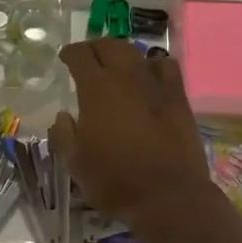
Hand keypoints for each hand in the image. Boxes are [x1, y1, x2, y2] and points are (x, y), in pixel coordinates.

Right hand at [50, 40, 214, 226]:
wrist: (168, 196)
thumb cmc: (115, 180)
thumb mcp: (76, 163)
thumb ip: (64, 135)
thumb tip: (62, 117)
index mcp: (96, 89)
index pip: (80, 55)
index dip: (70, 53)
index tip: (65, 58)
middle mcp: (125, 77)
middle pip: (109, 46)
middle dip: (95, 47)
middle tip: (88, 57)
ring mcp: (155, 85)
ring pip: (136, 53)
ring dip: (122, 53)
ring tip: (116, 63)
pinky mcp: (178, 97)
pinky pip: (166, 66)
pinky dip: (153, 64)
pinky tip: (150, 75)